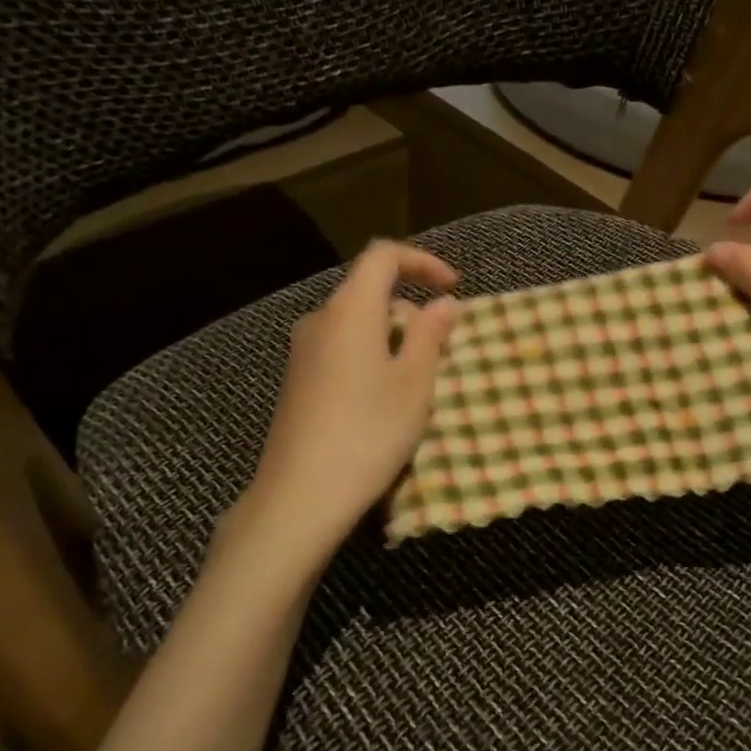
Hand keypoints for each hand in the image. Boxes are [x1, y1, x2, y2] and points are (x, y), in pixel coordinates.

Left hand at [242, 241, 459, 549]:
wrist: (301, 494)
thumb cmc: (369, 431)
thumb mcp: (414, 383)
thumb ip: (431, 335)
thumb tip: (444, 302)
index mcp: (350, 311)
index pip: (383, 256)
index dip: (422, 262)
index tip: (453, 288)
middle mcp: (320, 321)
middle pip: (369, 292)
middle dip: (411, 310)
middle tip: (442, 350)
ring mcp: (303, 352)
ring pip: (356, 325)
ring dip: (392, 338)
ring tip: (417, 382)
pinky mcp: (297, 381)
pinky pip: (341, 350)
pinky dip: (370, 357)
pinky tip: (383, 400)